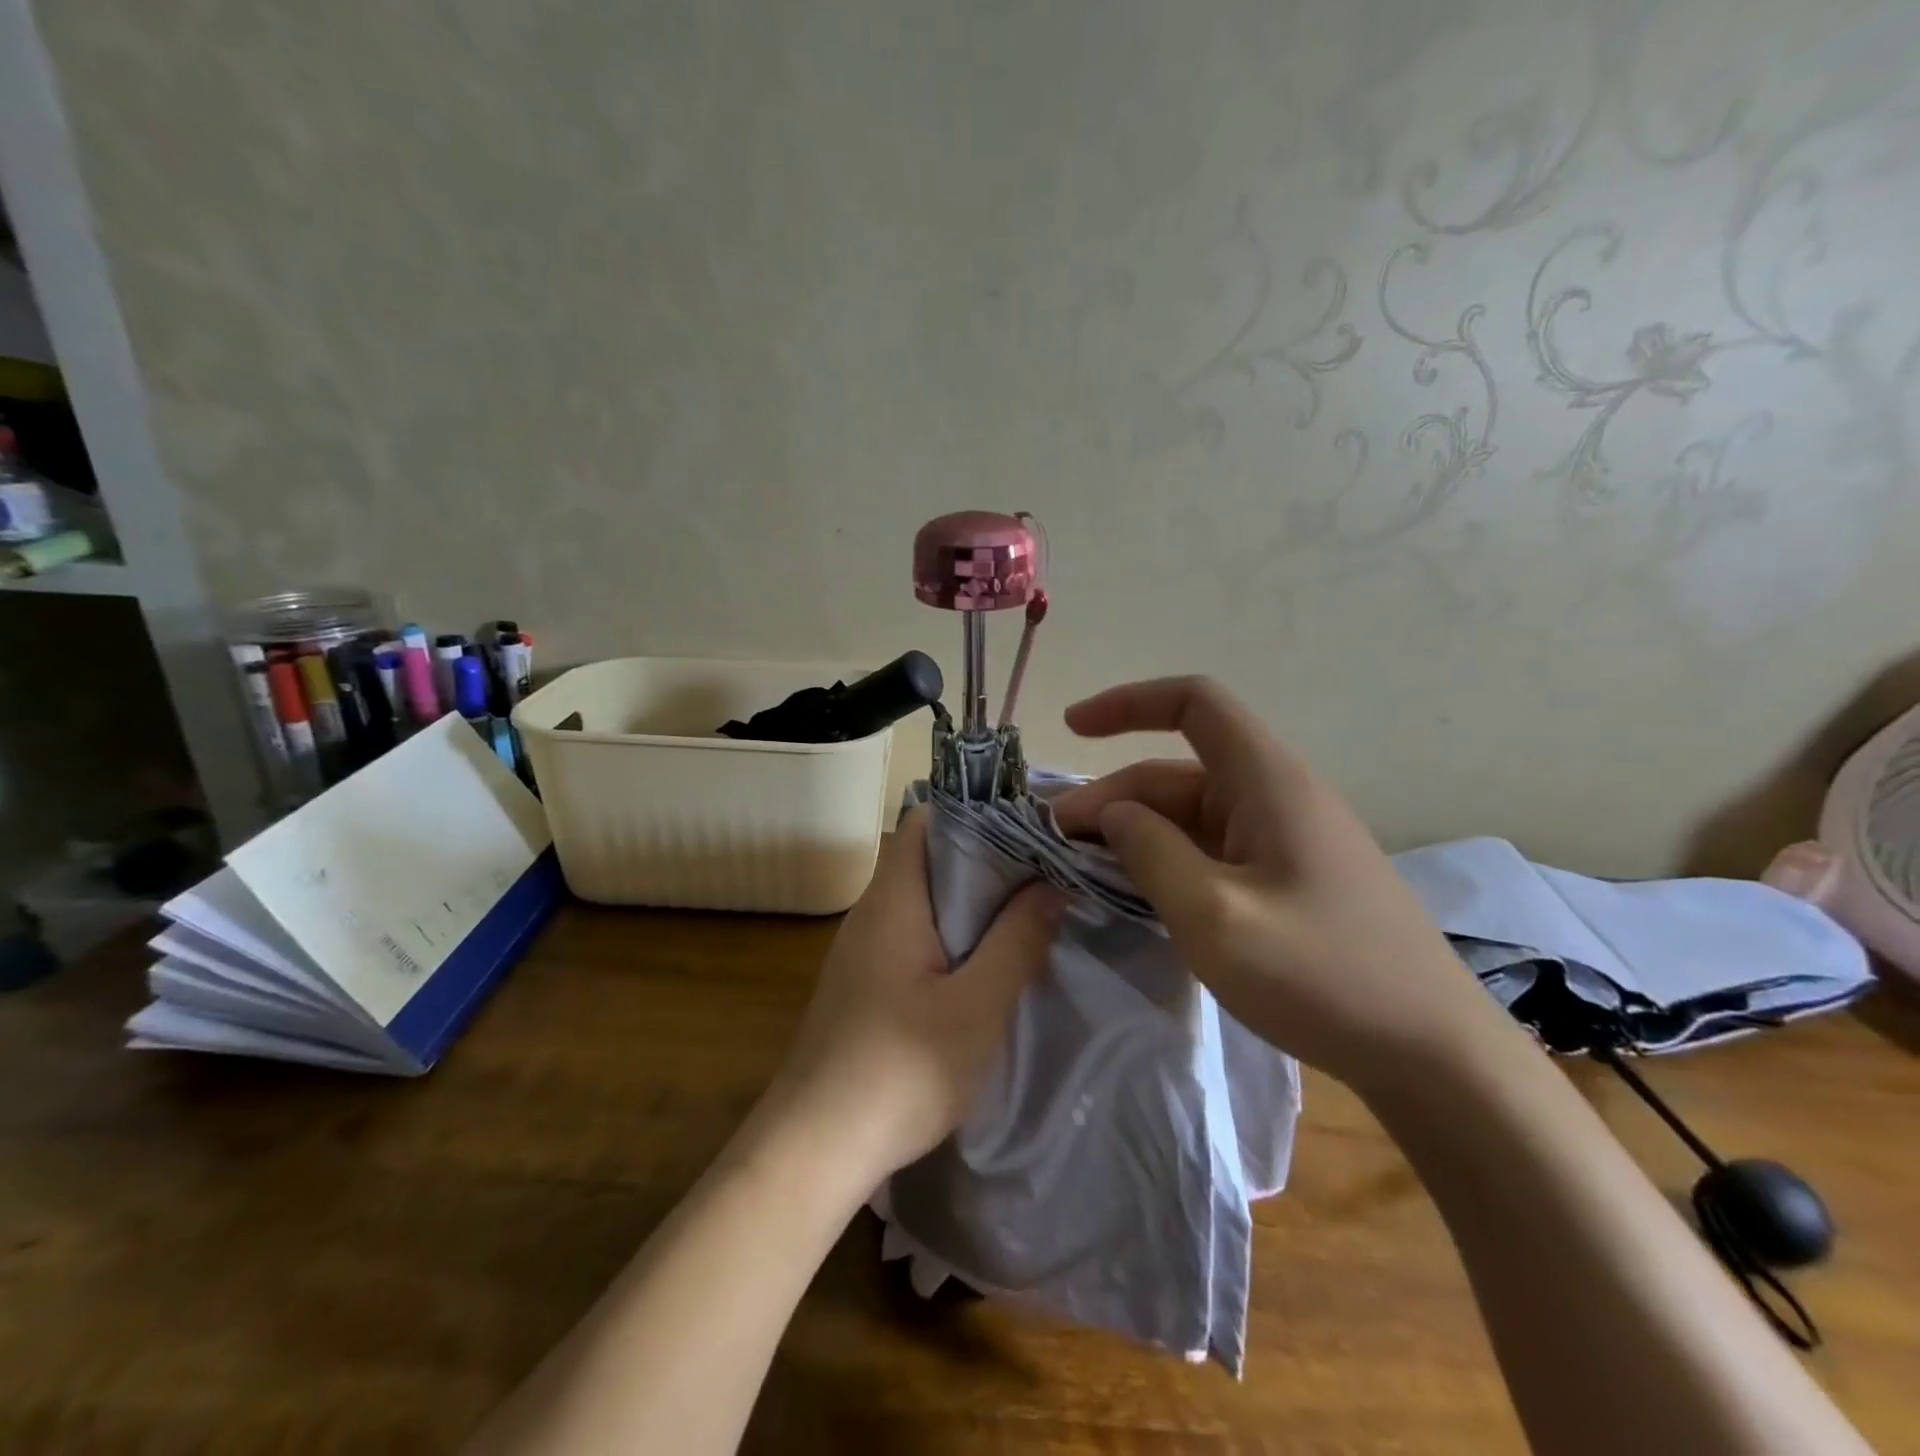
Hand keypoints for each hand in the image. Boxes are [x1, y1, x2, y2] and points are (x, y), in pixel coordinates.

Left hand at [763, 807, 1062, 1183]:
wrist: (814, 1148)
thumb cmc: (900, 1069)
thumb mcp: (977, 1006)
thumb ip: (1018, 940)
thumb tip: (1051, 884)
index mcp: (892, 899)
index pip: (927, 821)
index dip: (976, 815)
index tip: (1030, 830)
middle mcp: (871, 913)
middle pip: (929, 860)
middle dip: (987, 863)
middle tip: (1045, 877)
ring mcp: (863, 951)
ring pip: (924, 903)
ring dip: (973, 906)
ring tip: (1029, 916)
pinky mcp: (864, 986)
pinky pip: (914, 939)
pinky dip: (953, 939)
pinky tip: (987, 968)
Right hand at [1052, 677, 1500, 1096]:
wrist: (1432, 1056)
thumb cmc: (1322, 977)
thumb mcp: (1214, 916)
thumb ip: (1151, 853)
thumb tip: (1114, 814)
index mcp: (1268, 782)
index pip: (1194, 703)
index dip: (1128, 703)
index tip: (1071, 729)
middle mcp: (1277, 797)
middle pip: (1178, 772)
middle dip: (1114, 796)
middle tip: (1059, 840)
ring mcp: (1285, 841)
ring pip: (1191, 816)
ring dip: (1136, 832)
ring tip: (1086, 868)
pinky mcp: (1288, 880)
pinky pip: (1212, 851)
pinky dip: (1167, 860)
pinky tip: (1140, 893)